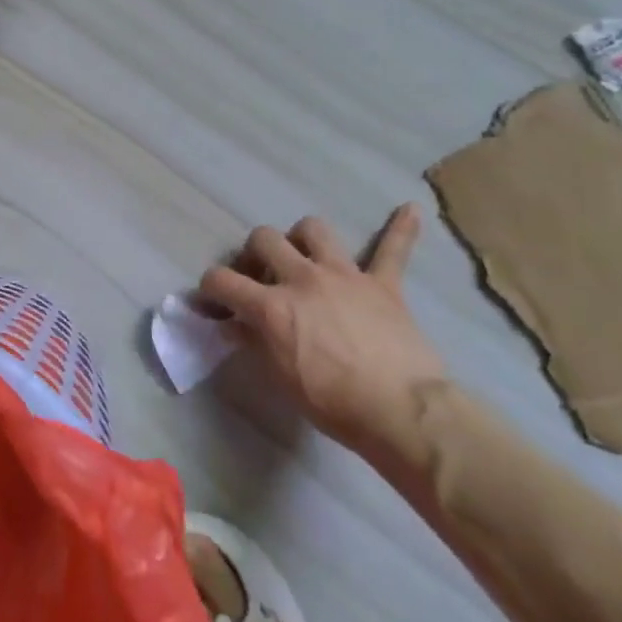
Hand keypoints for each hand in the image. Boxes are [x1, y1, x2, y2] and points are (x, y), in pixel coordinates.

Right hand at [199, 205, 443, 451]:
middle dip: (254, 254)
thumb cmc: (333, 403)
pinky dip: (401, 229)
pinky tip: (411, 209)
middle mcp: (302, 278)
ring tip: (304, 254)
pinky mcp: (383, 285)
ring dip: (303, 238)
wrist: (401, 412)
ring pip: (314, 230)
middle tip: (260, 276)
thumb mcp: (280, 378)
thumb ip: (255, 343)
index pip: (222, 280)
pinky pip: (393, 249)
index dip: (210, 288)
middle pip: (264, 239)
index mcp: (271, 305)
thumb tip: (234, 327)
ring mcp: (344, 276)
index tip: (211, 300)